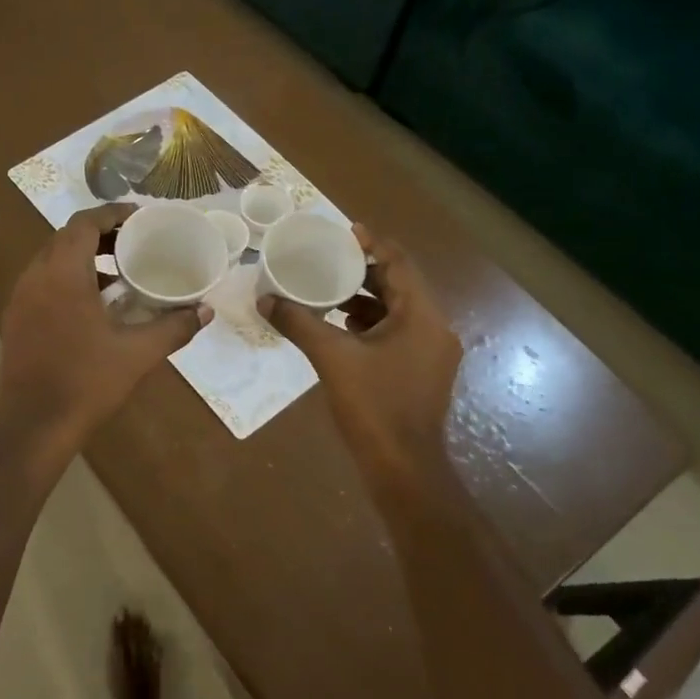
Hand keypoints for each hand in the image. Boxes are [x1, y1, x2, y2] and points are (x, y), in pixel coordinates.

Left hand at [0, 204, 210, 466]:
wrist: (32, 428)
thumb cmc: (85, 383)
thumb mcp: (137, 354)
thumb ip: (174, 327)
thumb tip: (205, 311)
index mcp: (62, 274)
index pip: (83, 223)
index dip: (111, 213)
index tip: (139, 216)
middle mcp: (35, 277)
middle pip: (65, 238)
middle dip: (99, 235)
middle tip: (133, 242)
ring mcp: (20, 299)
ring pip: (51, 261)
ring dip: (82, 258)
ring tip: (118, 272)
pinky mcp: (15, 320)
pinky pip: (42, 283)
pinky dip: (68, 279)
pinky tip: (94, 305)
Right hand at [260, 224, 460, 476]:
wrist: (402, 467)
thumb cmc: (373, 406)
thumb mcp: (332, 358)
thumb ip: (299, 324)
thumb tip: (265, 300)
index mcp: (422, 317)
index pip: (400, 264)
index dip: (373, 244)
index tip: (345, 231)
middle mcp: (435, 328)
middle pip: (400, 286)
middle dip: (365, 273)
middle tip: (329, 261)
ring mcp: (431, 353)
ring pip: (398, 312)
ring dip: (366, 300)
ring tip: (328, 293)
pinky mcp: (422, 372)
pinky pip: (397, 334)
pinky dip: (371, 325)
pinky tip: (341, 329)